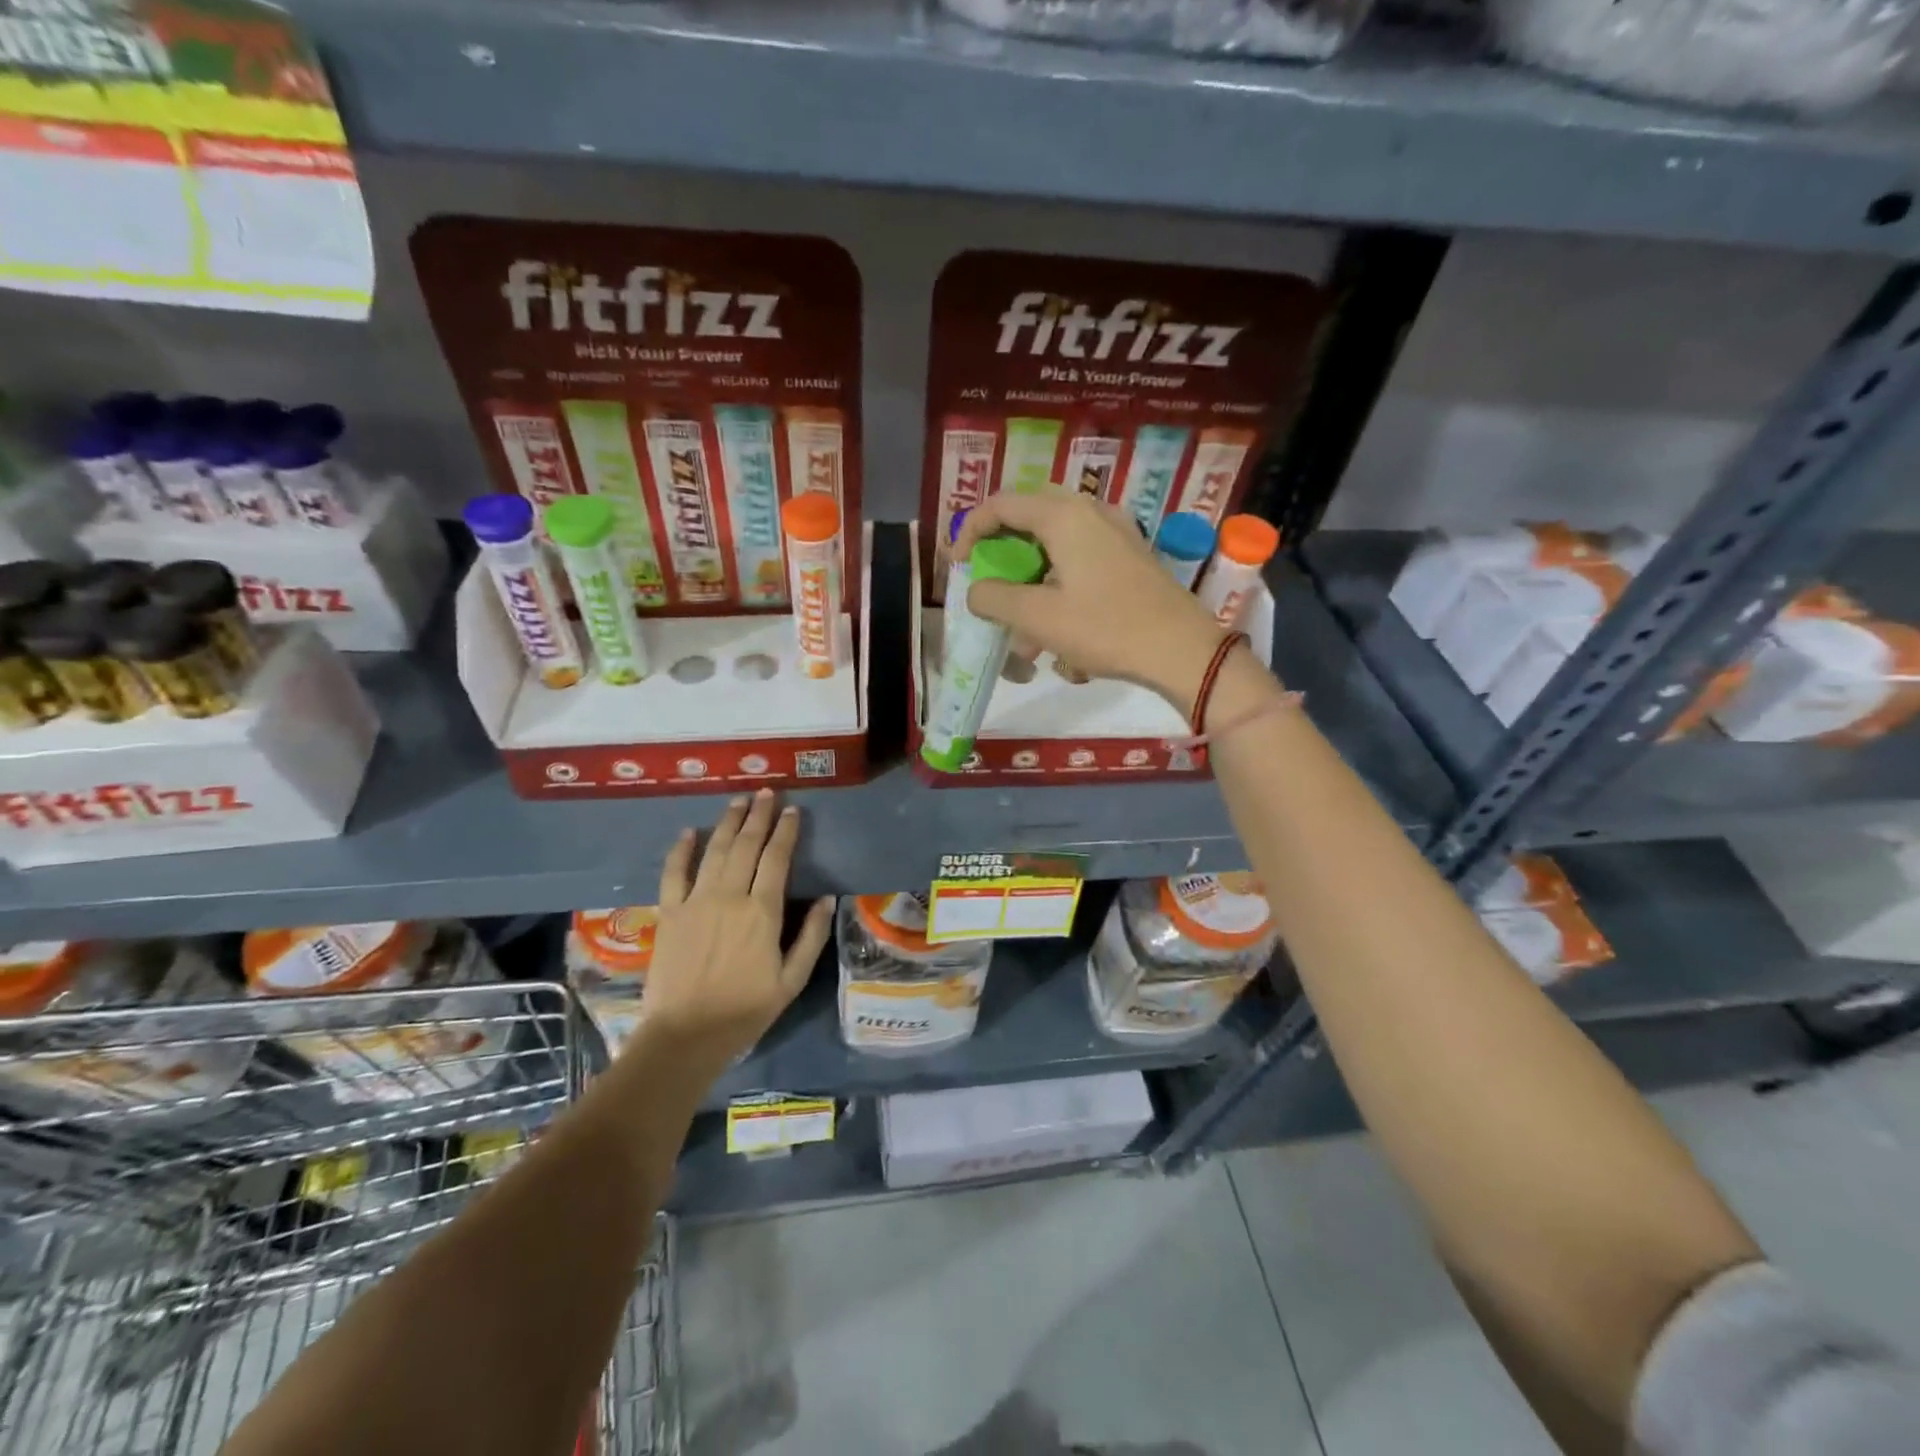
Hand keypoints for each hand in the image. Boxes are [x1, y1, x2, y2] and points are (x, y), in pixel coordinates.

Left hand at [639, 789, 833, 1065]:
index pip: (777, 859)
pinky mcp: (669, 913)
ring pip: (714, 851)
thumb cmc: (745, 1010)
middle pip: (746, 845)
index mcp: (763, 911)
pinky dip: (681, 850)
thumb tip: (828, 898)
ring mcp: (695, 901)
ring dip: (727, 822)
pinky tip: (689, 832)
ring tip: (738, 800)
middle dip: (758, 816)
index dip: (786, 831)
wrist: (686, 1035)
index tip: (792, 810)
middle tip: (766, 793)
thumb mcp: (792, 979)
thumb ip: (811, 936)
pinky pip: (674, 873)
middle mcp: (729, 896)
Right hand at [955, 493, 1227, 717]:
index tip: (958, 567)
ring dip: (1032, 577)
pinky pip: (1081, 557)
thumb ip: (994, 598)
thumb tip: (975, 590)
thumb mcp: (1037, 617)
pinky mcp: (1130, 555)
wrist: (1182, 650)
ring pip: (1056, 541)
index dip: (970, 532)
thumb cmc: (1106, 629)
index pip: (1001, 505)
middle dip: (1003, 550)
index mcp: (1064, 516)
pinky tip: (1059, 629)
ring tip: (1024, 628)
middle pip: (1029, 516)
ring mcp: (1115, 531)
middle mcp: (1090, 511)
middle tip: (990, 581)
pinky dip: (1058, 583)